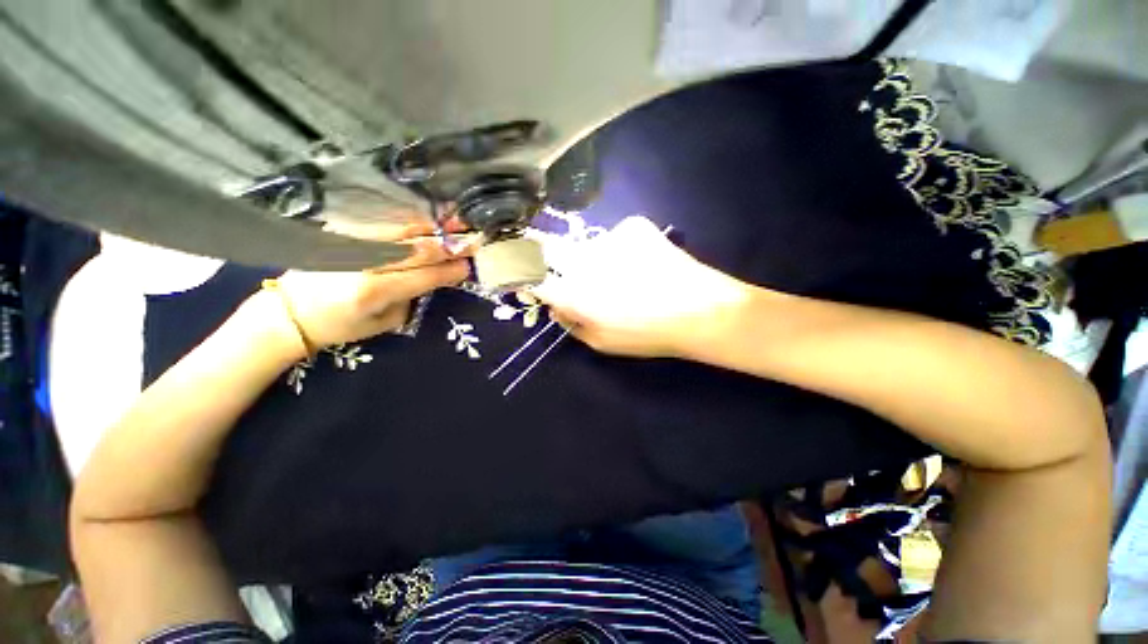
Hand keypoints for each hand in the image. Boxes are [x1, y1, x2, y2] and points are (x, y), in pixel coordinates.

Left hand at [268, 220, 477, 349]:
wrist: (290, 312)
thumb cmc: (341, 326)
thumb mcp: (384, 323)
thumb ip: (410, 298)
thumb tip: (430, 278)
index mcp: (376, 290)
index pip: (424, 276)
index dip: (449, 271)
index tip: (468, 266)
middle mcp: (366, 263)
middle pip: (417, 249)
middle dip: (448, 245)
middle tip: (471, 241)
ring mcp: (354, 244)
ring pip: (403, 231)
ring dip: (433, 227)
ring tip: (455, 222)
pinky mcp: (345, 235)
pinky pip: (384, 225)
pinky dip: (410, 223)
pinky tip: (426, 221)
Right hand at [532, 216, 752, 358]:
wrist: (701, 311)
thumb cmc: (647, 334)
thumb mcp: (601, 343)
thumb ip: (570, 323)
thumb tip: (554, 305)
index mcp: (575, 293)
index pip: (531, 275)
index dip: (521, 274)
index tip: (523, 276)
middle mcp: (584, 259)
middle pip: (549, 250)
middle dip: (551, 260)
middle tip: (573, 274)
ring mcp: (610, 237)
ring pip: (587, 245)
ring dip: (594, 258)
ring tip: (623, 273)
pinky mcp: (633, 225)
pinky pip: (615, 235)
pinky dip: (621, 248)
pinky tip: (642, 261)